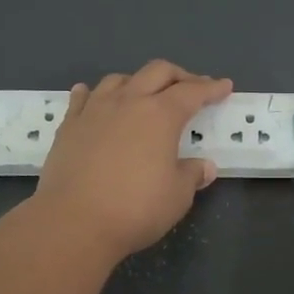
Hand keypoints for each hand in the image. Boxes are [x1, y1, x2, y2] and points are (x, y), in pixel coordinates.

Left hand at [31, 61, 232, 261]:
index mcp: (161, 115)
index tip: (224, 86)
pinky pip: (83, 97)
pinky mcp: (69, 125)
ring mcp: (95, 110)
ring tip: (144, 95)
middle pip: (158, 72)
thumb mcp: (177, 196)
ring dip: (138, 82)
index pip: (193, 92)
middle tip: (192, 88)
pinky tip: (94, 98)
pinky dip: (95, 93)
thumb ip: (192, 175)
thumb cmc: (135, 208)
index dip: (211, 88)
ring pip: (120, 79)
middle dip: (180, 75)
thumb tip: (203, 167)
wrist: (72, 221)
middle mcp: (129, 102)